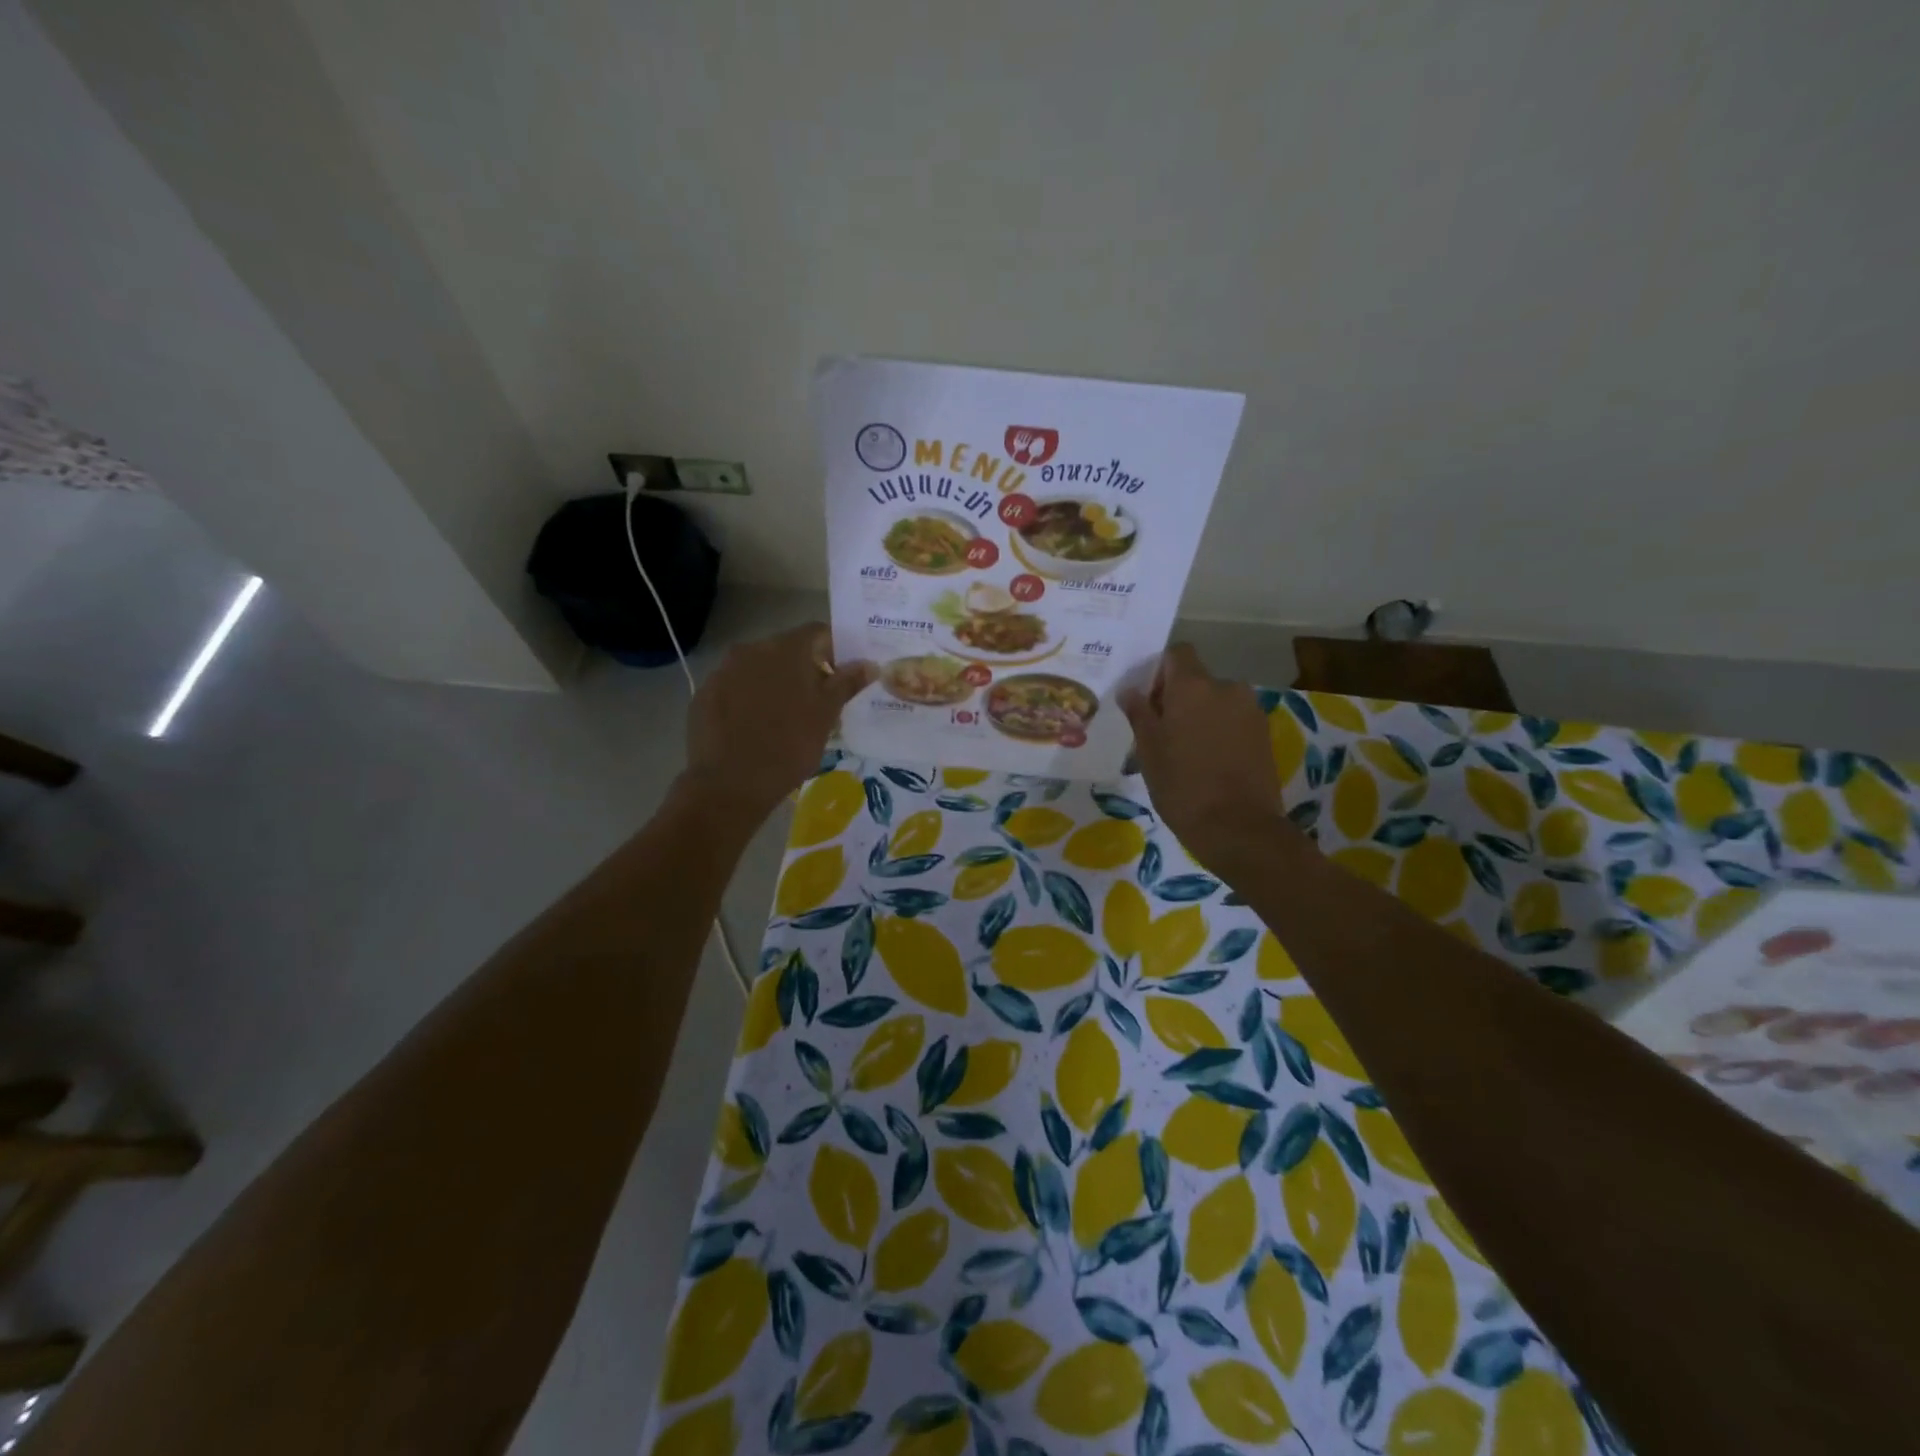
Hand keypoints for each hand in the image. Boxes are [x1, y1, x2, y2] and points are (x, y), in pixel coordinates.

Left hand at [683, 624, 872, 824]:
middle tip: (817, 701)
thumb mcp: (826, 715)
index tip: (841, 676)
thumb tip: (869, 664)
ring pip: (758, 668)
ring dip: (775, 683)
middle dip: (804, 669)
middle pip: (786, 649)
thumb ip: (847, 683)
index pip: (817, 632)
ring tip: (785, 716)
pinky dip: (748, 698)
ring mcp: (723, 671)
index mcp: (786, 649)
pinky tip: (754, 727)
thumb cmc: (790, 746)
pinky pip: (734, 687)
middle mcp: (751, 650)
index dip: (835, 650)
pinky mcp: (704, 694)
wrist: (730, 783)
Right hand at [1119, 643, 1293, 872]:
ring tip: (1184, 751)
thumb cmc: (1183, 786)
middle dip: (1178, 697)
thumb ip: (1139, 714)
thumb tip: (1130, 690)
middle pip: (1197, 679)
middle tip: (1160, 731)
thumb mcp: (1149, 751)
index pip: (1177, 653)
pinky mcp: (1264, 734)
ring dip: (1200, 715)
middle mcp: (1226, 687)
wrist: (1239, 829)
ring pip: (1216, 701)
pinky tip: (1207, 762)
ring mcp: (1250, 710)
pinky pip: (1233, 720)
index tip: (1146, 699)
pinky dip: (1219, 731)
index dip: (1160, 670)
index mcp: (1194, 686)